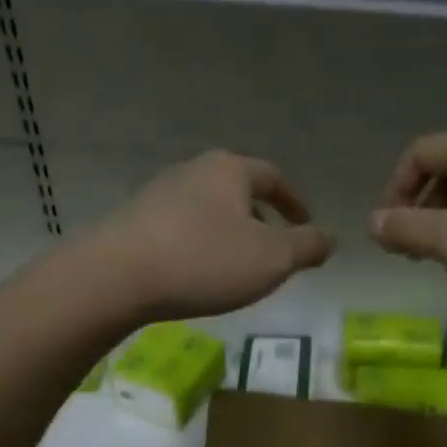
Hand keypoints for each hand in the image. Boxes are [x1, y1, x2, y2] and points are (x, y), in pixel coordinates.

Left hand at [87, 150, 332, 320]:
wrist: (117, 276)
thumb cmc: (205, 261)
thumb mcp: (272, 259)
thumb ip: (306, 247)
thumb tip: (329, 237)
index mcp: (230, 170)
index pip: (273, 178)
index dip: (294, 202)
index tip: (306, 224)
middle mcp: (194, 170)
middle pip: (238, 189)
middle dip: (260, 217)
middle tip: (274, 248)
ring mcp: (159, 192)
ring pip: (209, 209)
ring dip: (229, 231)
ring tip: (237, 264)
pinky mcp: (135, 219)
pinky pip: (182, 227)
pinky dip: (201, 243)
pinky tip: (198, 271)